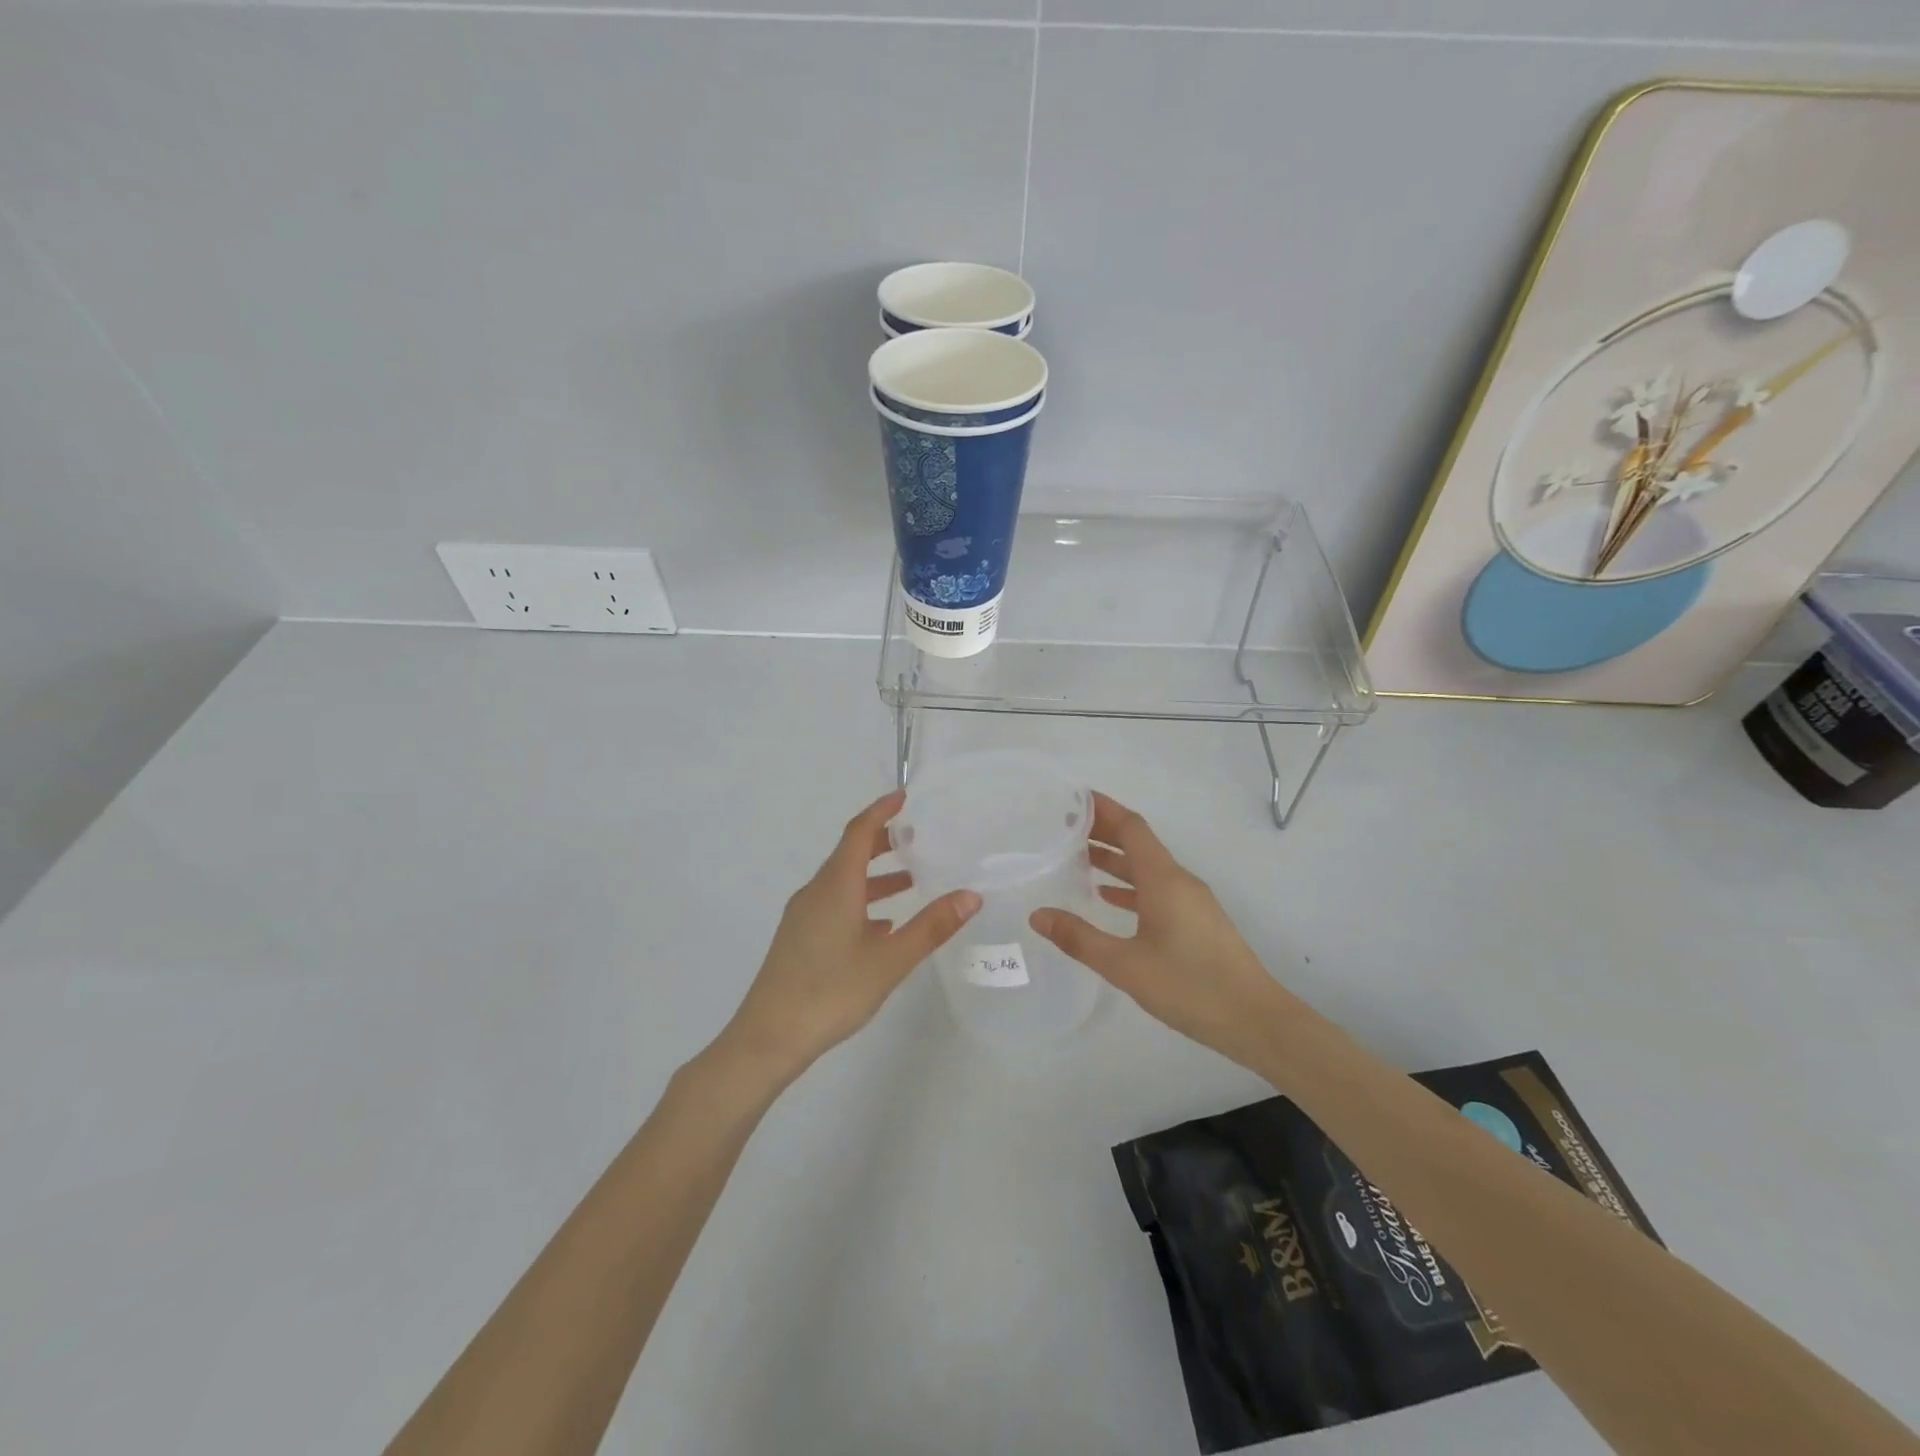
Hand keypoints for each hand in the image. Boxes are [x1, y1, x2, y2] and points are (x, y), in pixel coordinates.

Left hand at [719, 789, 979, 1084]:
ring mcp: (804, 915)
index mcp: (836, 885)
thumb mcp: (890, 960)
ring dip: (875, 875)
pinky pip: (835, 903)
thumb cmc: (832, 992)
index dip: (881, 810)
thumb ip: (931, 927)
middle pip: (850, 852)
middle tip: (918, 838)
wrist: (768, 1037)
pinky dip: (861, 901)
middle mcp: (816, 891)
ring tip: (912, 881)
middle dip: (883, 841)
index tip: (905, 796)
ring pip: (843, 881)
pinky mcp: (799, 938)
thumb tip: (971, 895)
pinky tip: (883, 925)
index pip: (859, 831)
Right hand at [1029, 792, 1296, 1067]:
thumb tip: (1038, 915)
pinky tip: (1107, 898)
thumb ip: (1079, 938)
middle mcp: (1178, 881)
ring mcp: (1191, 901)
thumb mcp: (1125, 965)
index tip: (1073, 799)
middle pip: (1138, 843)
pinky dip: (1130, 886)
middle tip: (1064, 827)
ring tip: (1077, 857)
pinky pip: (1156, 889)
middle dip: (1103, 831)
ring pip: (1146, 867)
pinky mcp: (1196, 921)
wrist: (1255, 1020)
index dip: (1103, 809)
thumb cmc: (1189, 986)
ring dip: (1115, 859)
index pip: (1131, 827)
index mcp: (1163, 879)